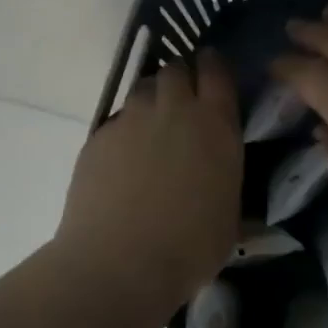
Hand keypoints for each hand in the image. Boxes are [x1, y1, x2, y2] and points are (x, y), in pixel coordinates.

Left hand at [57, 50, 241, 311]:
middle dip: (181, 77)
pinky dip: (125, 128)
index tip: (212, 68)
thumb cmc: (190, 247)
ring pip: (142, 88)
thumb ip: (225, 179)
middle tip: (183, 101)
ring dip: (152, 97)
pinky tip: (124, 158)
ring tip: (153, 125)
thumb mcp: (229, 214)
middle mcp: (174, 110)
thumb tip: (220, 175)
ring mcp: (131, 120)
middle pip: (175, 69)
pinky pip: (117, 119)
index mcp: (216, 125)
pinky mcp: (98, 137)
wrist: (120, 262)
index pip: (217, 71)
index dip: (214, 65)